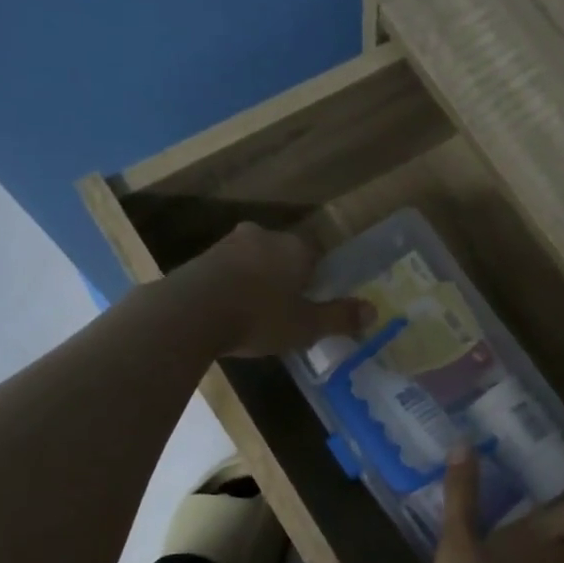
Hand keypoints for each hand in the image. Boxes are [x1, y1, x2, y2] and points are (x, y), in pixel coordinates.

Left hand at [182, 222, 370, 357]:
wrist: (189, 314)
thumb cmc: (259, 317)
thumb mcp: (306, 326)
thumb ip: (339, 317)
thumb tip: (374, 310)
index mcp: (294, 247)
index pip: (316, 254)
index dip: (317, 278)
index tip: (312, 302)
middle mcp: (263, 236)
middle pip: (283, 254)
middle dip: (286, 277)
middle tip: (285, 309)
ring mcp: (227, 244)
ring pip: (253, 260)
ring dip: (257, 281)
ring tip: (256, 314)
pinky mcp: (200, 259)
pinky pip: (227, 271)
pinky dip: (232, 287)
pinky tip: (230, 312)